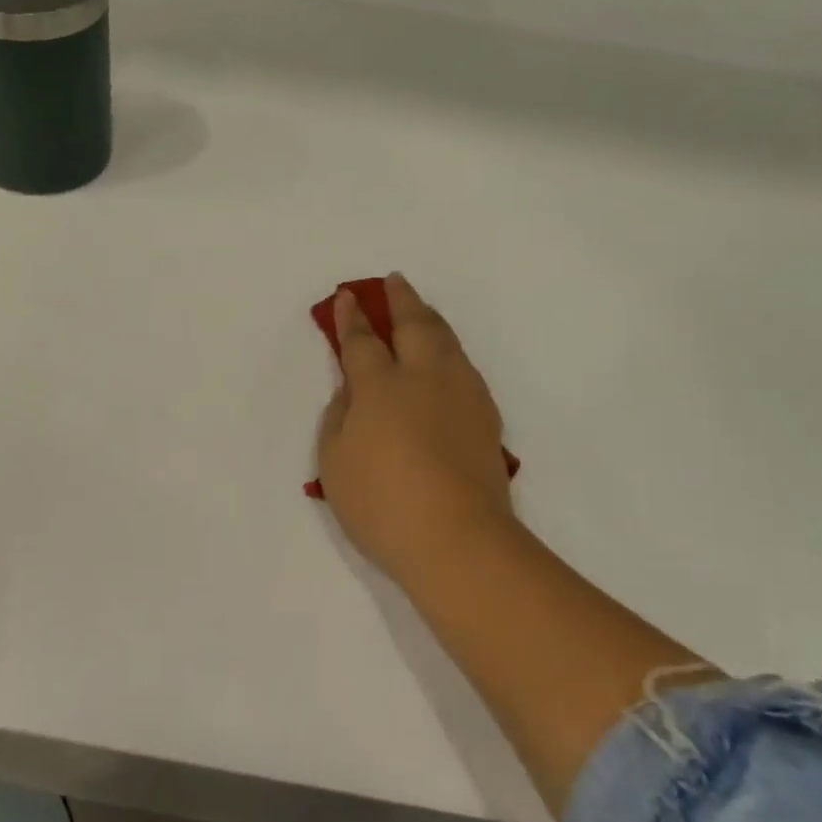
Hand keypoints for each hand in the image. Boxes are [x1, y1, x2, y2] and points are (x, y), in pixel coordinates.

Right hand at [317, 274, 513, 578]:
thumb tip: (352, 392)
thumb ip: (338, 419)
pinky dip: (450, 351)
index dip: (352, 318)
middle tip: (393, 281)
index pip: (362, 341)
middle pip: (414, 325)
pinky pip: (465, 367)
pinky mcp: (486, 417)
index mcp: (381, 386)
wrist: (459, 540)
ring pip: (447, 340)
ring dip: (430, 319)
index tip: (347, 297)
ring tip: (422, 310)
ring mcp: (461, 395)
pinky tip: (447, 360)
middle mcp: (424, 378)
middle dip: (401, 299)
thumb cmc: (383, 503)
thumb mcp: (335, 463)